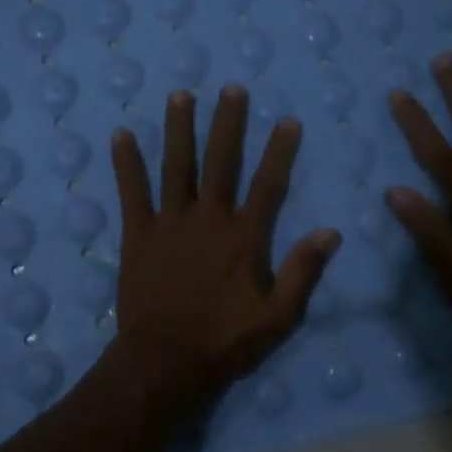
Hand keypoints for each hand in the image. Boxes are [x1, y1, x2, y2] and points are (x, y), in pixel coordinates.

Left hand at [110, 85, 341, 417]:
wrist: (165, 362)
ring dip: (178, 129)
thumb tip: (331, 232)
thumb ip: (303, 271)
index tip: (287, 120)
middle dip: (227, 124)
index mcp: (243, 237)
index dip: (279, 151)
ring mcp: (169, 223)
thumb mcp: (278, 315)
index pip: (268, 185)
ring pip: (176, 166)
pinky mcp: (138, 234)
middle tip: (231, 89)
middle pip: (220, 162)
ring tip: (180, 95)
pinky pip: (132, 192)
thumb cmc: (225, 341)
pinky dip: (127, 164)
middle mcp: (208, 219)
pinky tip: (120, 135)